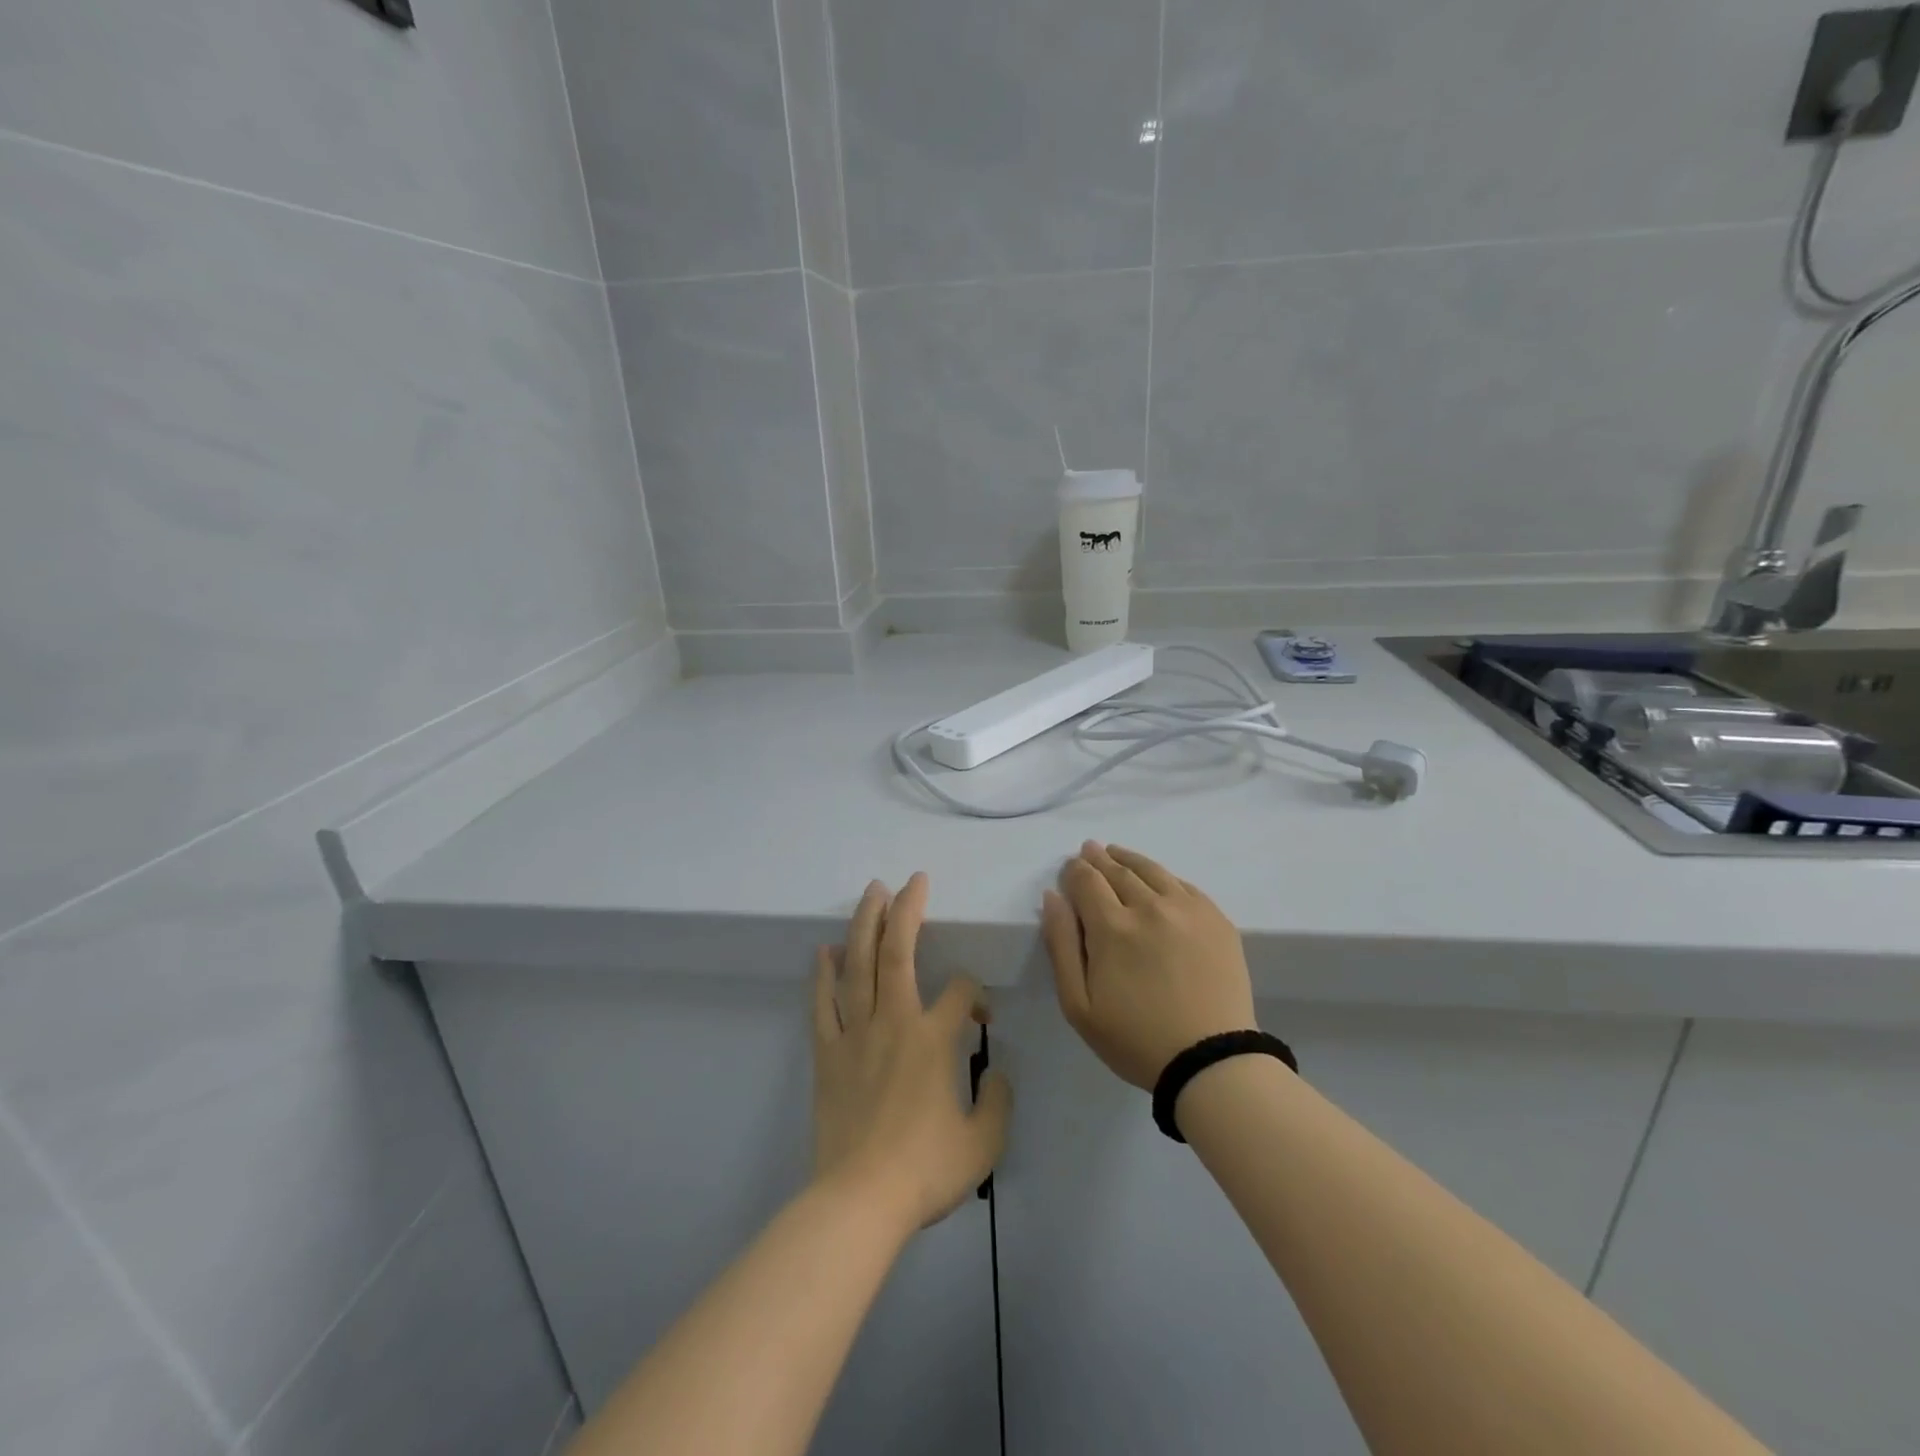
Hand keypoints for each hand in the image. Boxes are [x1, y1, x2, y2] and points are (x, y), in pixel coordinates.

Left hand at [812, 873, 1012, 1230]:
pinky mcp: (827, 1053)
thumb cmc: (925, 1170)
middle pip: (898, 951)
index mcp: (933, 1038)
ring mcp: (855, 1033)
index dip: (976, 994)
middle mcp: (893, 1021)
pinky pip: (823, 1003)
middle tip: (911, 880)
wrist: (859, 1201)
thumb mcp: (983, 1142)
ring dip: (865, 924)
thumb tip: (995, 1072)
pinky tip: (825, 950)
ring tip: (871, 893)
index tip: (981, 1018)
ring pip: (858, 965)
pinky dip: (823, 974)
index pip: (960, 990)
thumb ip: (998, 1100)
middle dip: (907, 910)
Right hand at [1042, 842, 1258, 1090]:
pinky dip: (1163, 876)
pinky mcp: (1216, 919)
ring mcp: (1187, 909)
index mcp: (1112, 926)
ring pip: (1152, 870)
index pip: (1086, 880)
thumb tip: (1052, 897)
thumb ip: (1060, 945)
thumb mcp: (1078, 1005)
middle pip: (1117, 870)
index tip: (1069, 870)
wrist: (1211, 1062)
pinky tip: (1157, 879)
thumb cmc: (1135, 1040)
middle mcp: (1149, 906)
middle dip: (1098, 859)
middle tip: (1089, 850)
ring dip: (1129, 859)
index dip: (1074, 871)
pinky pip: (1184, 885)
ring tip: (1116, 852)